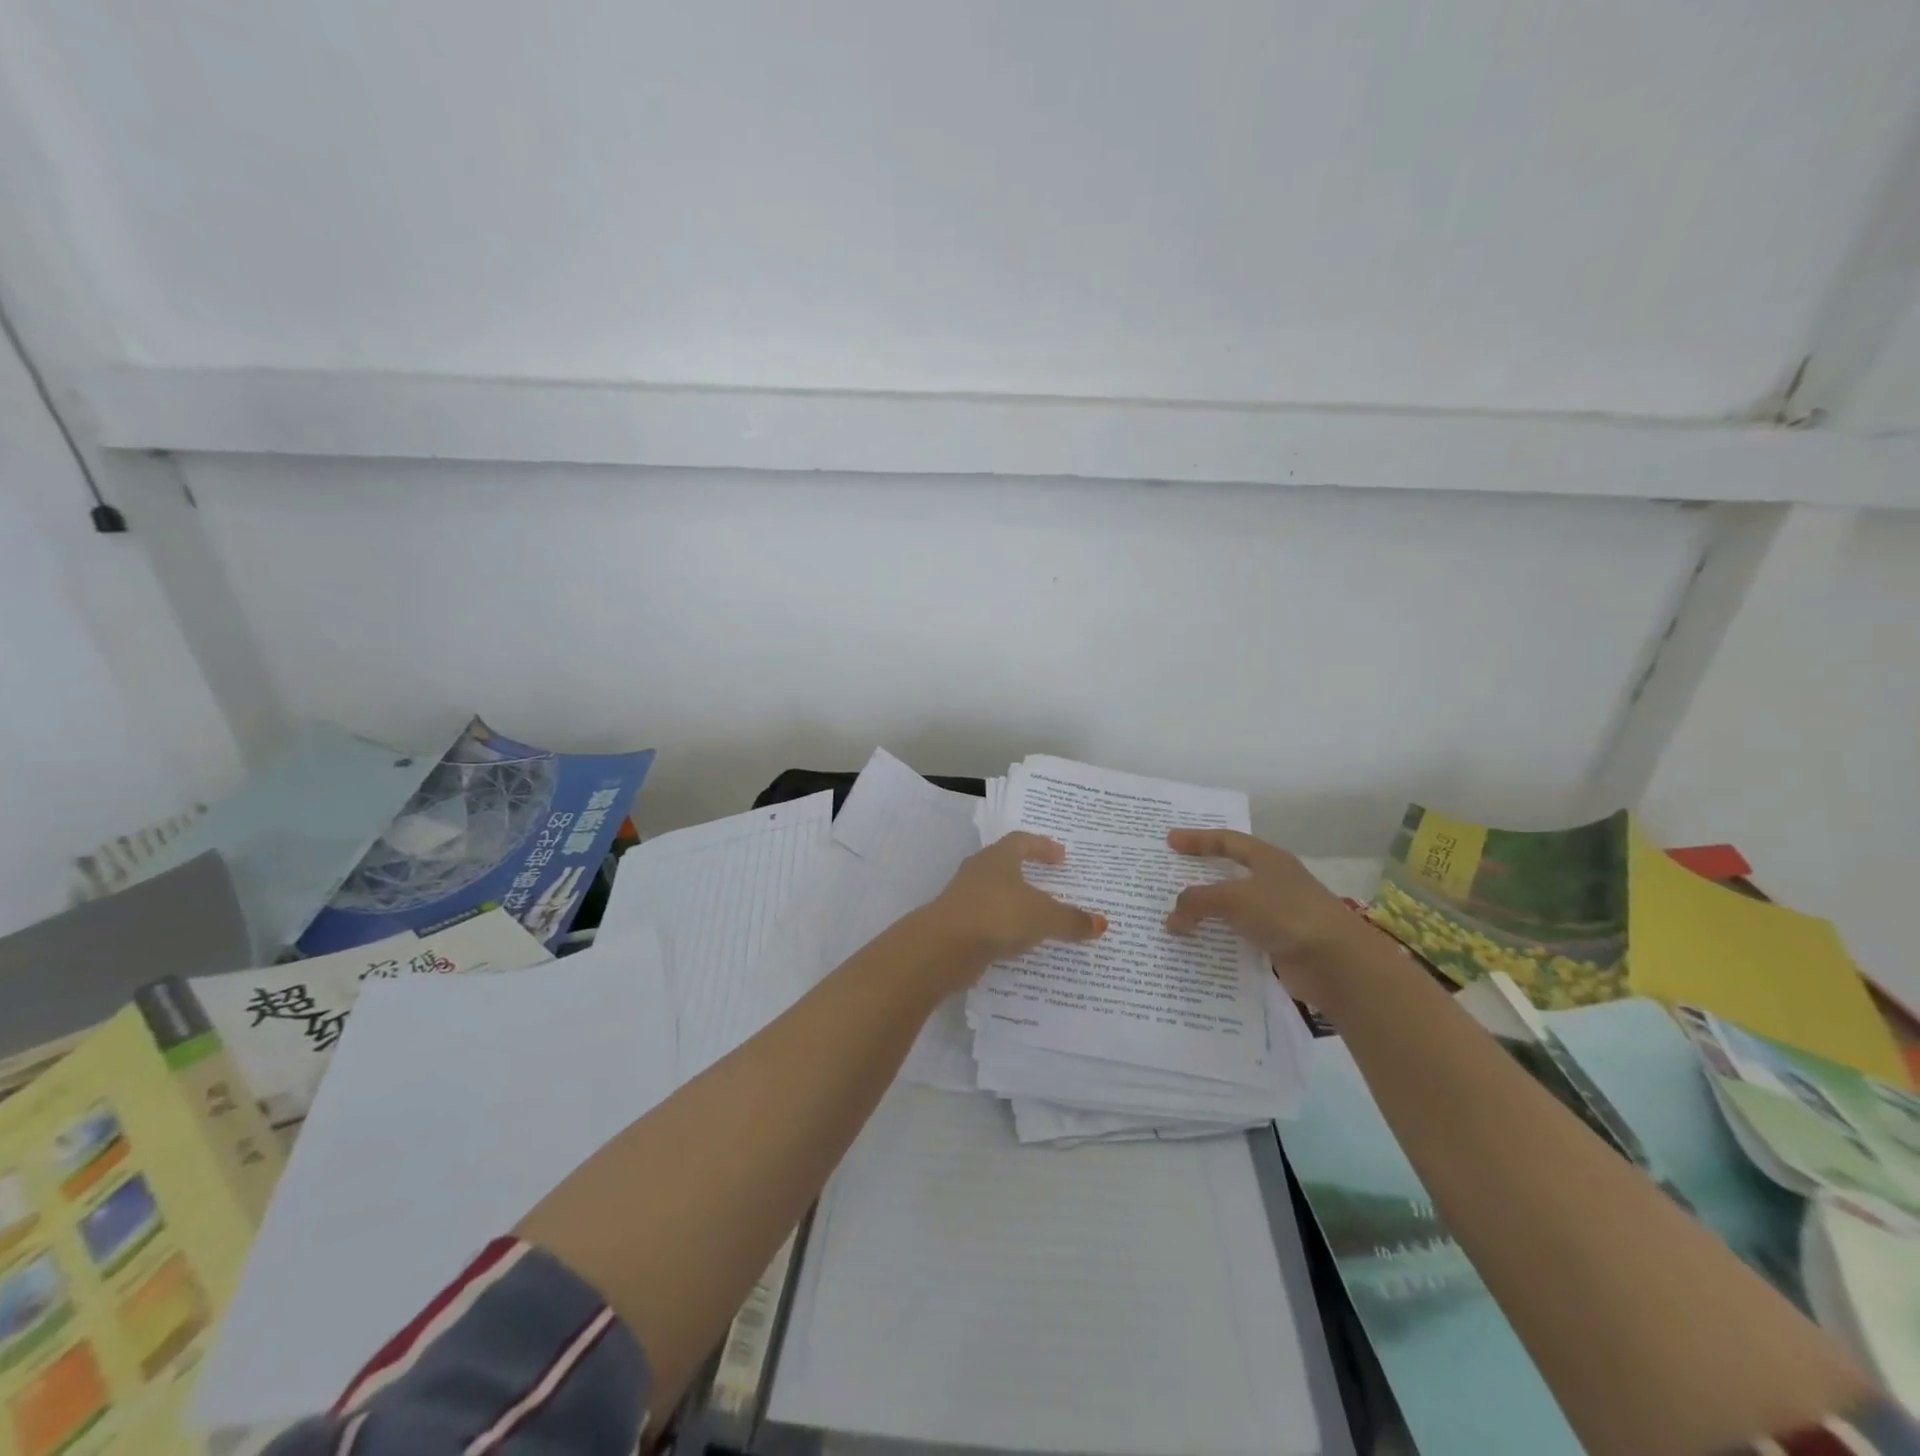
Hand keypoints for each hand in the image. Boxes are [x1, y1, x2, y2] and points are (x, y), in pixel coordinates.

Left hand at [917, 833, 1106, 981]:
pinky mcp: (957, 925)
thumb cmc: (998, 915)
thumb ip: (1071, 920)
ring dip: (1015, 903)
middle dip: (1028, 873)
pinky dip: (1004, 928)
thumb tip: (1101, 923)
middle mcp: (979, 871)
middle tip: (1052, 883)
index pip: (1022, 841)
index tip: (1061, 856)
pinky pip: (988, 921)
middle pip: (1006, 865)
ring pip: (995, 894)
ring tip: (1040, 917)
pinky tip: (1019, 943)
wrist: (944, 946)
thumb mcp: (1043, 917)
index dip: (1042, 846)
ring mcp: (964, 898)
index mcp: (999, 857)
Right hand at [1163, 828, 1373, 1003]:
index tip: (1170, 841)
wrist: (1337, 963)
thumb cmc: (1285, 914)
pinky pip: (1241, 936)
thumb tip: (1171, 919)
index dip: (1198, 839)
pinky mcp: (1281, 944)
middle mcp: (1275, 882)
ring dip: (1208, 912)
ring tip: (1178, 917)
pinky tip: (1202, 946)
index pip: (1227, 841)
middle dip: (1201, 875)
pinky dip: (1221, 938)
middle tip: (1171, 878)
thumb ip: (1197, 902)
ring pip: (1234, 907)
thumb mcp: (1233, 899)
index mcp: (1268, 859)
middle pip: (1231, 873)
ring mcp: (1279, 914)